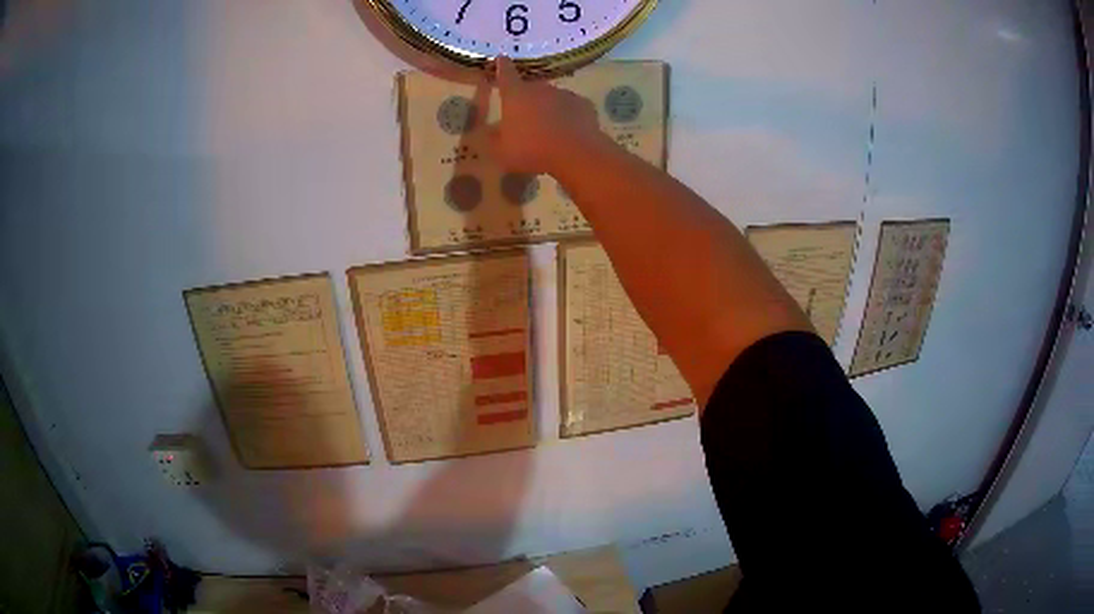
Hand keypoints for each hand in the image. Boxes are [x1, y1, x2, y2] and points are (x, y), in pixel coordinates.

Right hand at [488, 57, 608, 174]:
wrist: (576, 153)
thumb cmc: (531, 150)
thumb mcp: (501, 151)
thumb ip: (492, 139)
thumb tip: (489, 131)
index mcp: (515, 95)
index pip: (506, 74)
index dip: (502, 66)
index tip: (501, 58)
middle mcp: (539, 88)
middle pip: (530, 88)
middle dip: (526, 99)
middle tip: (525, 117)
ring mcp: (564, 94)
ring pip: (552, 98)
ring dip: (548, 108)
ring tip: (548, 128)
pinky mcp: (584, 104)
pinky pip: (571, 108)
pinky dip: (568, 115)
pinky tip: (569, 131)